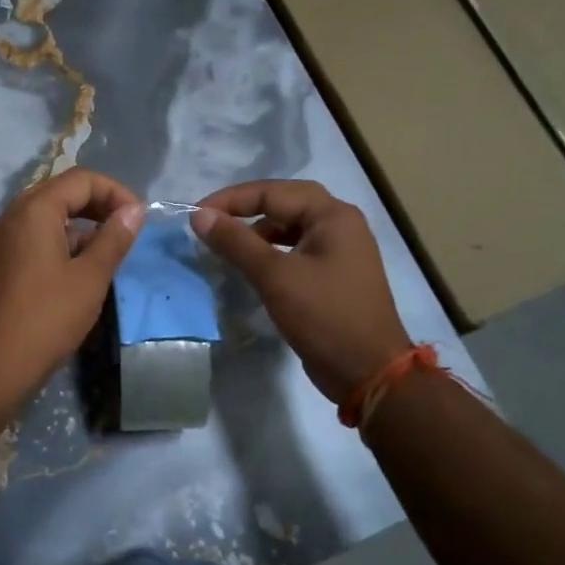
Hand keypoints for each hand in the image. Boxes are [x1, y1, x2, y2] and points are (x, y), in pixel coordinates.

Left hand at [0, 168, 144, 400]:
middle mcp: (9, 217)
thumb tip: (134, 210)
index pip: (80, 179)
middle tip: (123, 230)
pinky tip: (74, 273)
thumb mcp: (90, 277)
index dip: (115, 192)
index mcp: (33, 210)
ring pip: (43, 218)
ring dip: (77, 228)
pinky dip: (55, 244)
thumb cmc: (48, 317)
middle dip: (95, 206)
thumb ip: (114, 238)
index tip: (137, 219)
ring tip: (103, 256)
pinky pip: (28, 239)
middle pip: (58, 193)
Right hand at [191, 180, 409, 403]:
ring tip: (226, 244)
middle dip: (245, 209)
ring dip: (257, 231)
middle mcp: (339, 224)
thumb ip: (235, 242)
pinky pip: (296, 249)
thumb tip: (199, 215)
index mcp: (332, 215)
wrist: (369, 372)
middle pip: (284, 203)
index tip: (195, 214)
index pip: (273, 192)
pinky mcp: (333, 275)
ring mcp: (339, 250)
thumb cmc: (324, 316)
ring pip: (290, 227)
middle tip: (210, 220)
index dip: (231, 199)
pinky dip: (270, 252)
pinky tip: (251, 266)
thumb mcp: (275, 276)